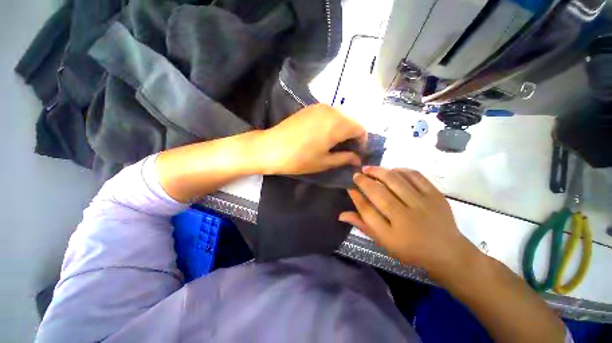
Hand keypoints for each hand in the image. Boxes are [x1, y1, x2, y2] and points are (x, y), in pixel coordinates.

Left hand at [259, 104, 366, 174]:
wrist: (271, 148)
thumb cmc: (300, 159)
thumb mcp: (325, 162)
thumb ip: (345, 158)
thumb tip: (358, 159)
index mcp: (338, 124)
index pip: (360, 130)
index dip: (361, 143)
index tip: (356, 154)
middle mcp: (332, 111)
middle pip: (350, 122)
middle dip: (351, 137)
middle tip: (345, 151)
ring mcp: (319, 107)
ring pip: (339, 118)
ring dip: (341, 130)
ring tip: (333, 145)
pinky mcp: (309, 108)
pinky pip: (328, 115)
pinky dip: (331, 125)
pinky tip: (322, 136)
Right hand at [339, 167, 478, 277]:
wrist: (448, 252)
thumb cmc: (411, 250)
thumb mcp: (384, 242)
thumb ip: (363, 225)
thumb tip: (341, 214)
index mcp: (392, 233)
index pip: (367, 210)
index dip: (356, 197)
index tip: (349, 187)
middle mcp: (406, 217)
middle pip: (379, 192)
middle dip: (364, 180)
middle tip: (356, 174)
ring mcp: (423, 204)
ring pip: (395, 180)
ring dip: (379, 171)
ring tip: (369, 168)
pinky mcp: (435, 195)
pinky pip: (415, 176)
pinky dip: (400, 170)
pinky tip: (392, 170)